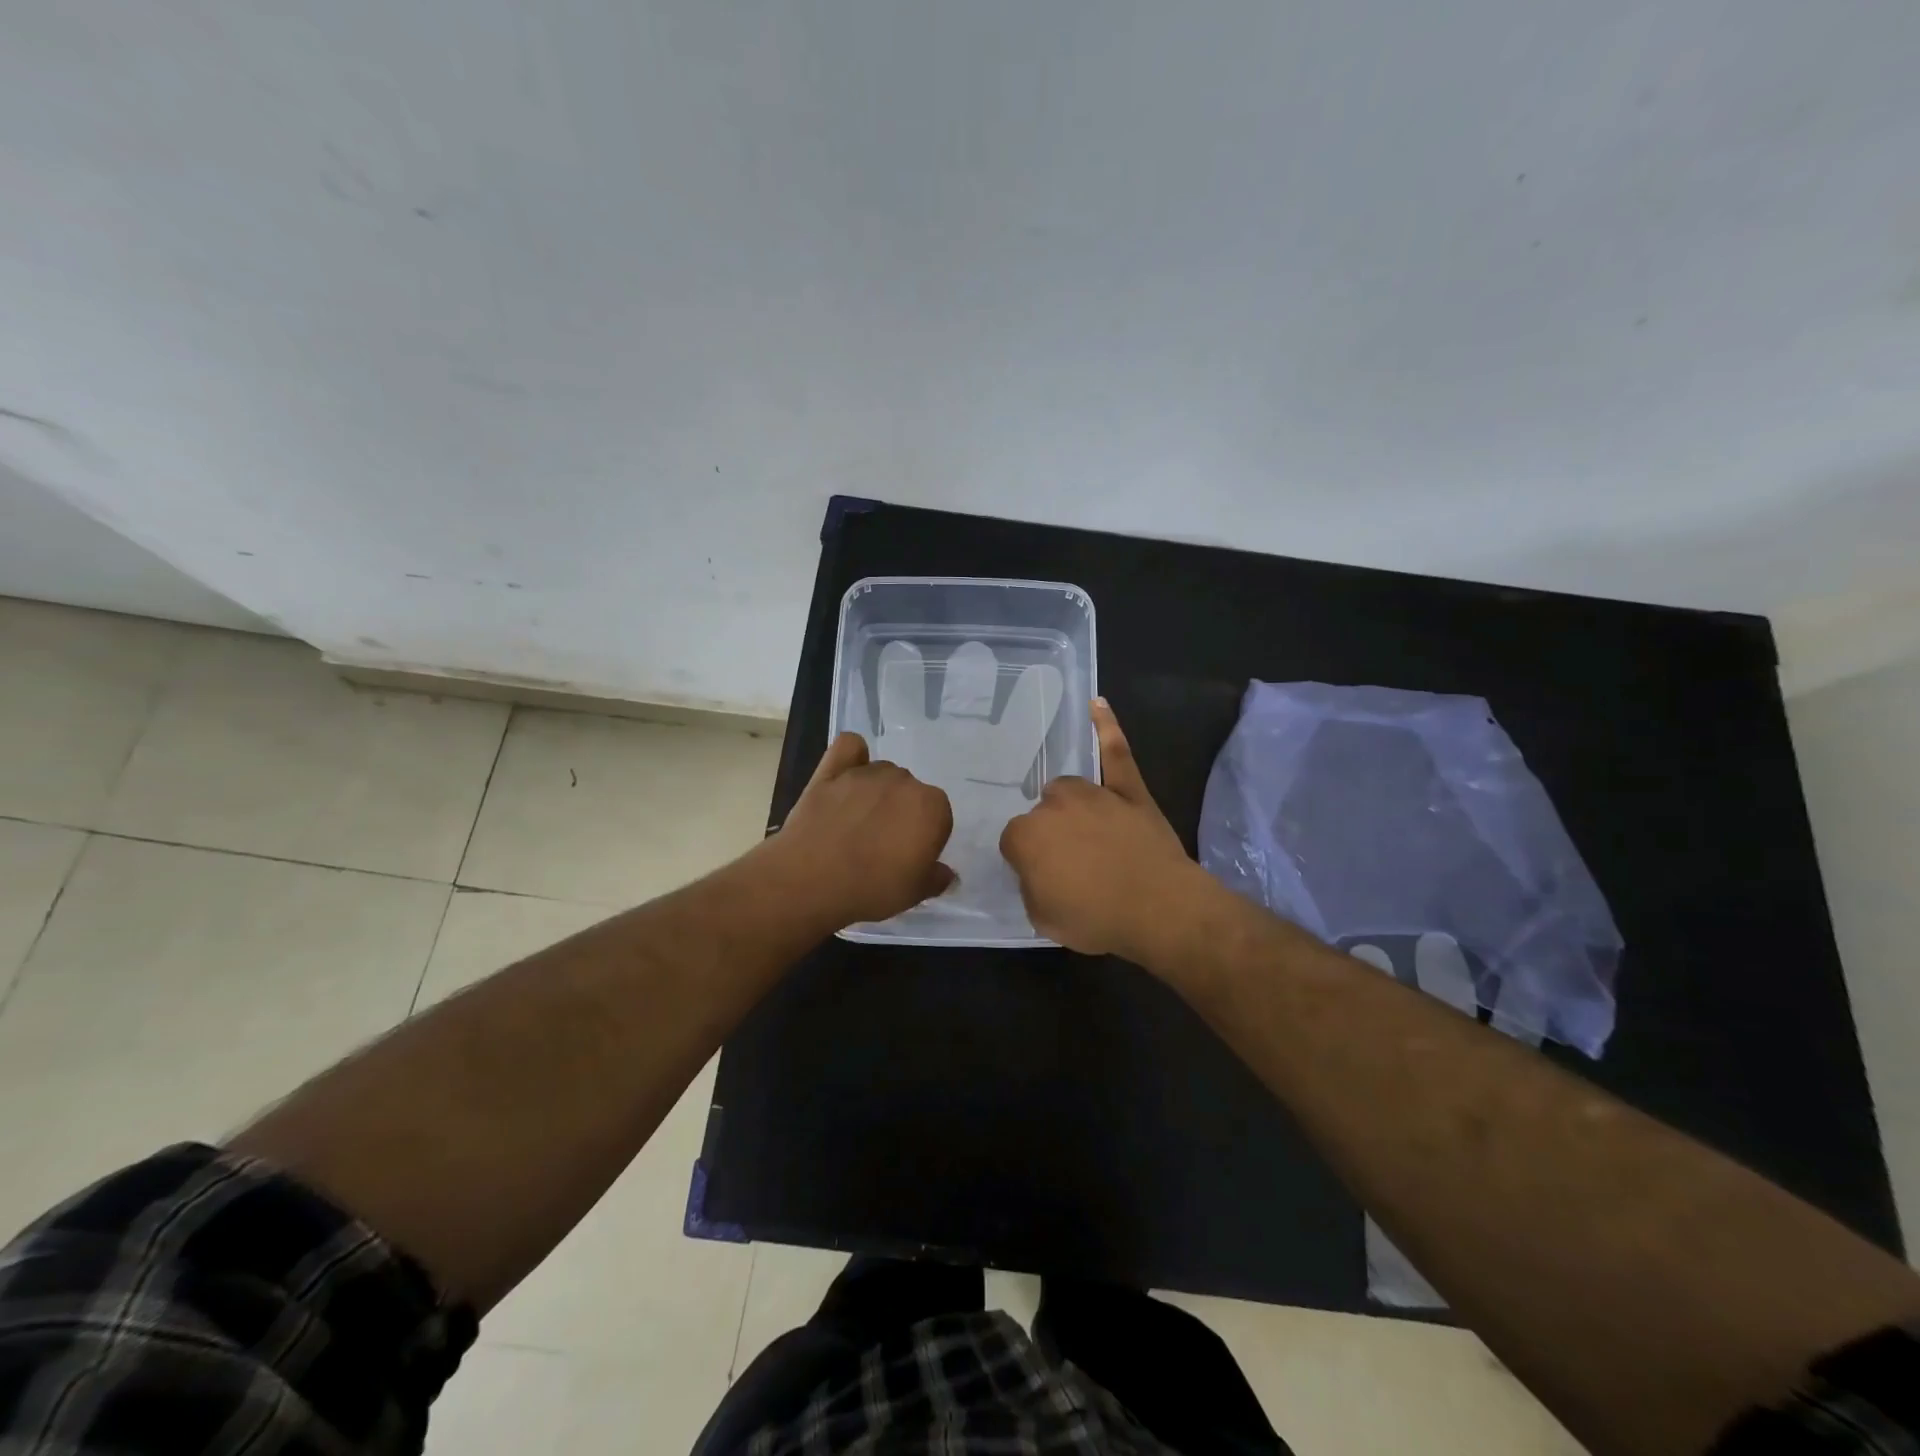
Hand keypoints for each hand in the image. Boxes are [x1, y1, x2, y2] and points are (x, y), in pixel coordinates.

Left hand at [774, 732, 954, 926]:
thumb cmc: (871, 889)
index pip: (938, 817)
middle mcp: (904, 781)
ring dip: (877, 792)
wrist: (810, 881)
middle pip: (910, 792)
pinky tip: (847, 775)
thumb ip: (937, 878)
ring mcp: (866, 773)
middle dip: (901, 813)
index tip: (908, 859)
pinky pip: (850, 747)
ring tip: (857, 822)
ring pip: (882, 773)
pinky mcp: (832, 770)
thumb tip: (947, 874)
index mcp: (932, 807)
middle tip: (882, 845)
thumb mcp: (914, 894)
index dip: (924, 838)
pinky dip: (853, 756)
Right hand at [999, 699, 1209, 958]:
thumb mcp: (1043, 919)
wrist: (1159, 908)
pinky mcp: (1128, 788)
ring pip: (1069, 790)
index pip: (1014, 842)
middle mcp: (1053, 805)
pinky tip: (1097, 704)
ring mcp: (1093, 792)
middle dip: (1051, 836)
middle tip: (1072, 864)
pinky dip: (1107, 726)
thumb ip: (1030, 887)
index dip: (1029, 862)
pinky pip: (1115, 751)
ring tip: (1089, 834)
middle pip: (1041, 814)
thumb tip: (1035, 872)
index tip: (1044, 878)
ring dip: (1072, 807)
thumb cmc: (1096, 918)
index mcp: (1026, 835)